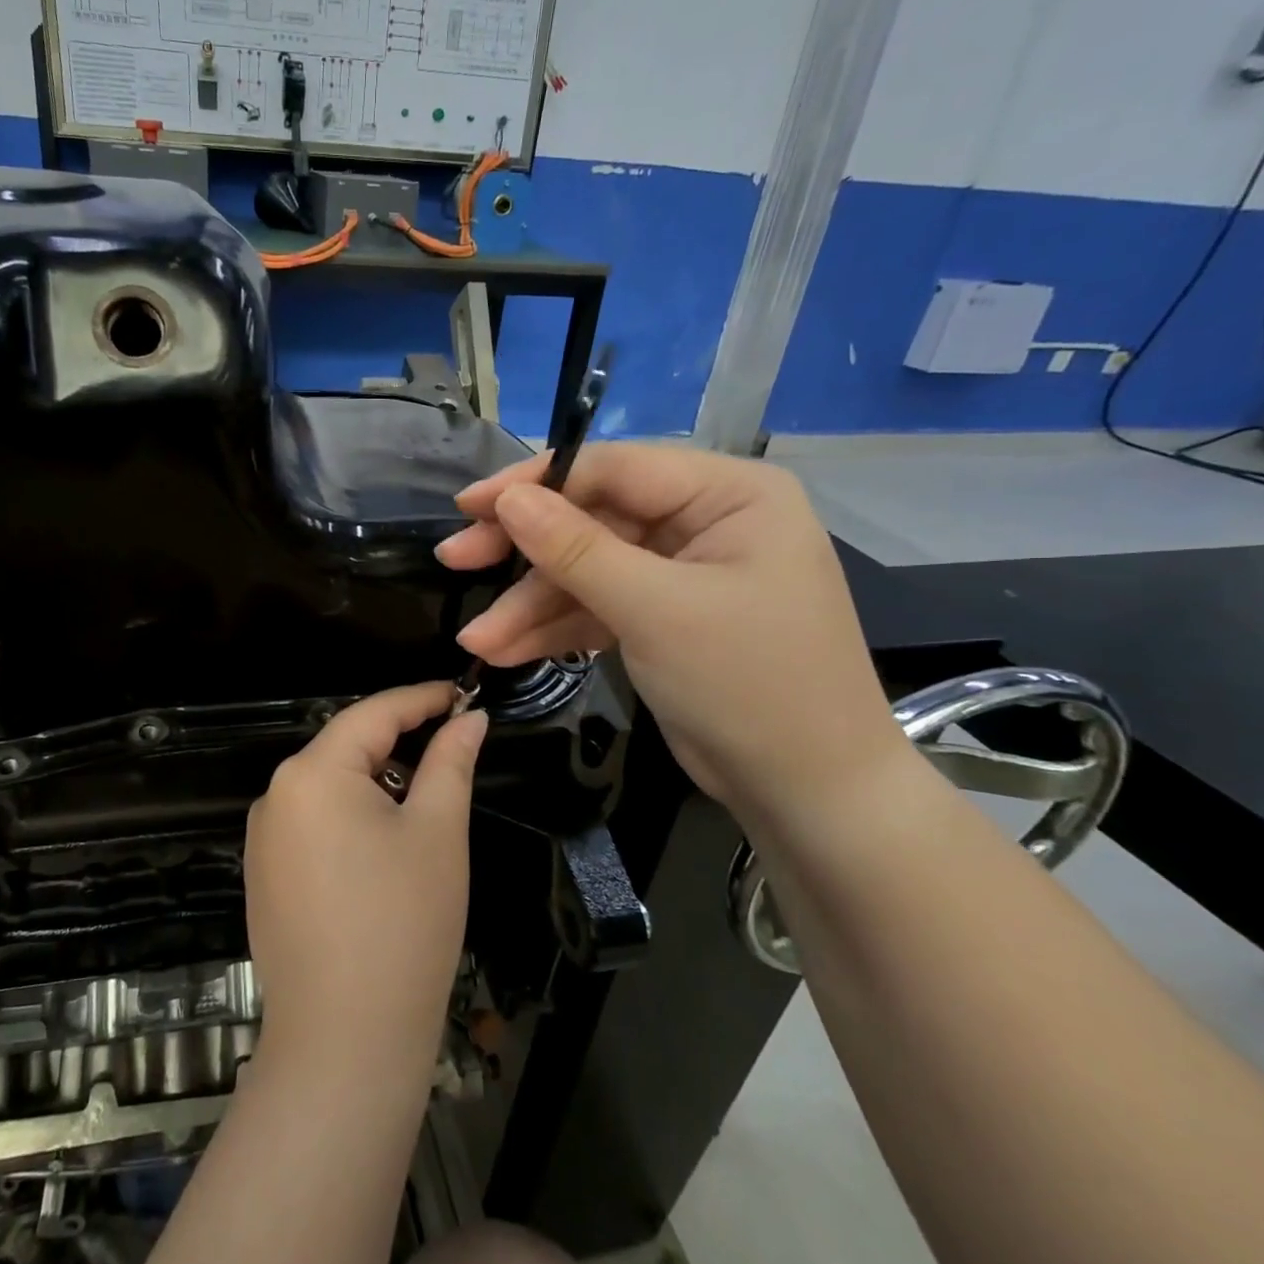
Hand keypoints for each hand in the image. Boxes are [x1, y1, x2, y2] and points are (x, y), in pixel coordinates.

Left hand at [244, 682, 487, 1082]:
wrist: (344, 1041)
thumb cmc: (403, 923)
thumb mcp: (437, 832)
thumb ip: (451, 762)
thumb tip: (469, 719)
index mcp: (312, 773)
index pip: (372, 713)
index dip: (420, 699)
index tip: (461, 696)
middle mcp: (275, 795)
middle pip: (346, 748)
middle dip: (399, 743)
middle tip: (452, 749)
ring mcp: (263, 838)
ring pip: (329, 787)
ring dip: (376, 782)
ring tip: (424, 803)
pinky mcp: (264, 875)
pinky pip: (313, 824)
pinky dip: (351, 817)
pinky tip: (382, 849)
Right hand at [436, 444, 908, 825]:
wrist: (807, 794)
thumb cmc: (750, 685)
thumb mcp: (656, 610)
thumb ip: (576, 550)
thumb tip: (509, 500)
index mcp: (727, 494)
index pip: (613, 469)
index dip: (534, 484)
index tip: (470, 506)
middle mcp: (703, 522)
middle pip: (591, 520)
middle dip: (523, 552)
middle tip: (455, 559)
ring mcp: (679, 573)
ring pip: (586, 572)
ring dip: (530, 606)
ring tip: (476, 640)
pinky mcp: (661, 618)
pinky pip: (597, 609)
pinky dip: (554, 630)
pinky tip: (505, 651)